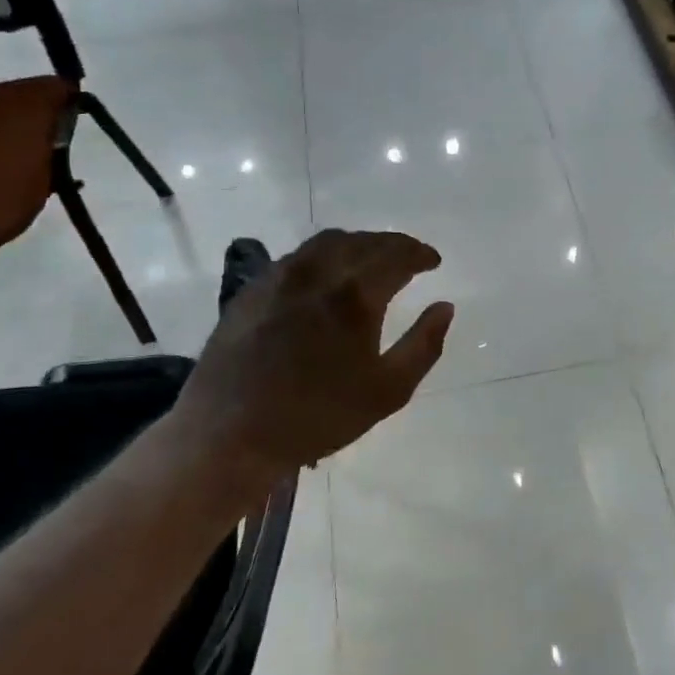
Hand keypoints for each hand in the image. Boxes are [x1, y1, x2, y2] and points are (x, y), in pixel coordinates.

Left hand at [173, 229, 454, 487]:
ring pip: (327, 242)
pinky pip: (297, 257)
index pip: (397, 255)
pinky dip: (324, 256)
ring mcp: (280, 276)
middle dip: (392, 244)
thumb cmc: (317, 416)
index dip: (420, 253)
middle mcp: (317, 272)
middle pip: (363, 241)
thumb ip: (424, 345)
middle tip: (409, 257)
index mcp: (354, 294)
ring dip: (358, 244)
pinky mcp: (253, 289)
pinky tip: (325, 277)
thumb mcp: (387, 391)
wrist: (229, 434)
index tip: (434, 261)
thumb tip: (445, 307)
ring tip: (370, 260)